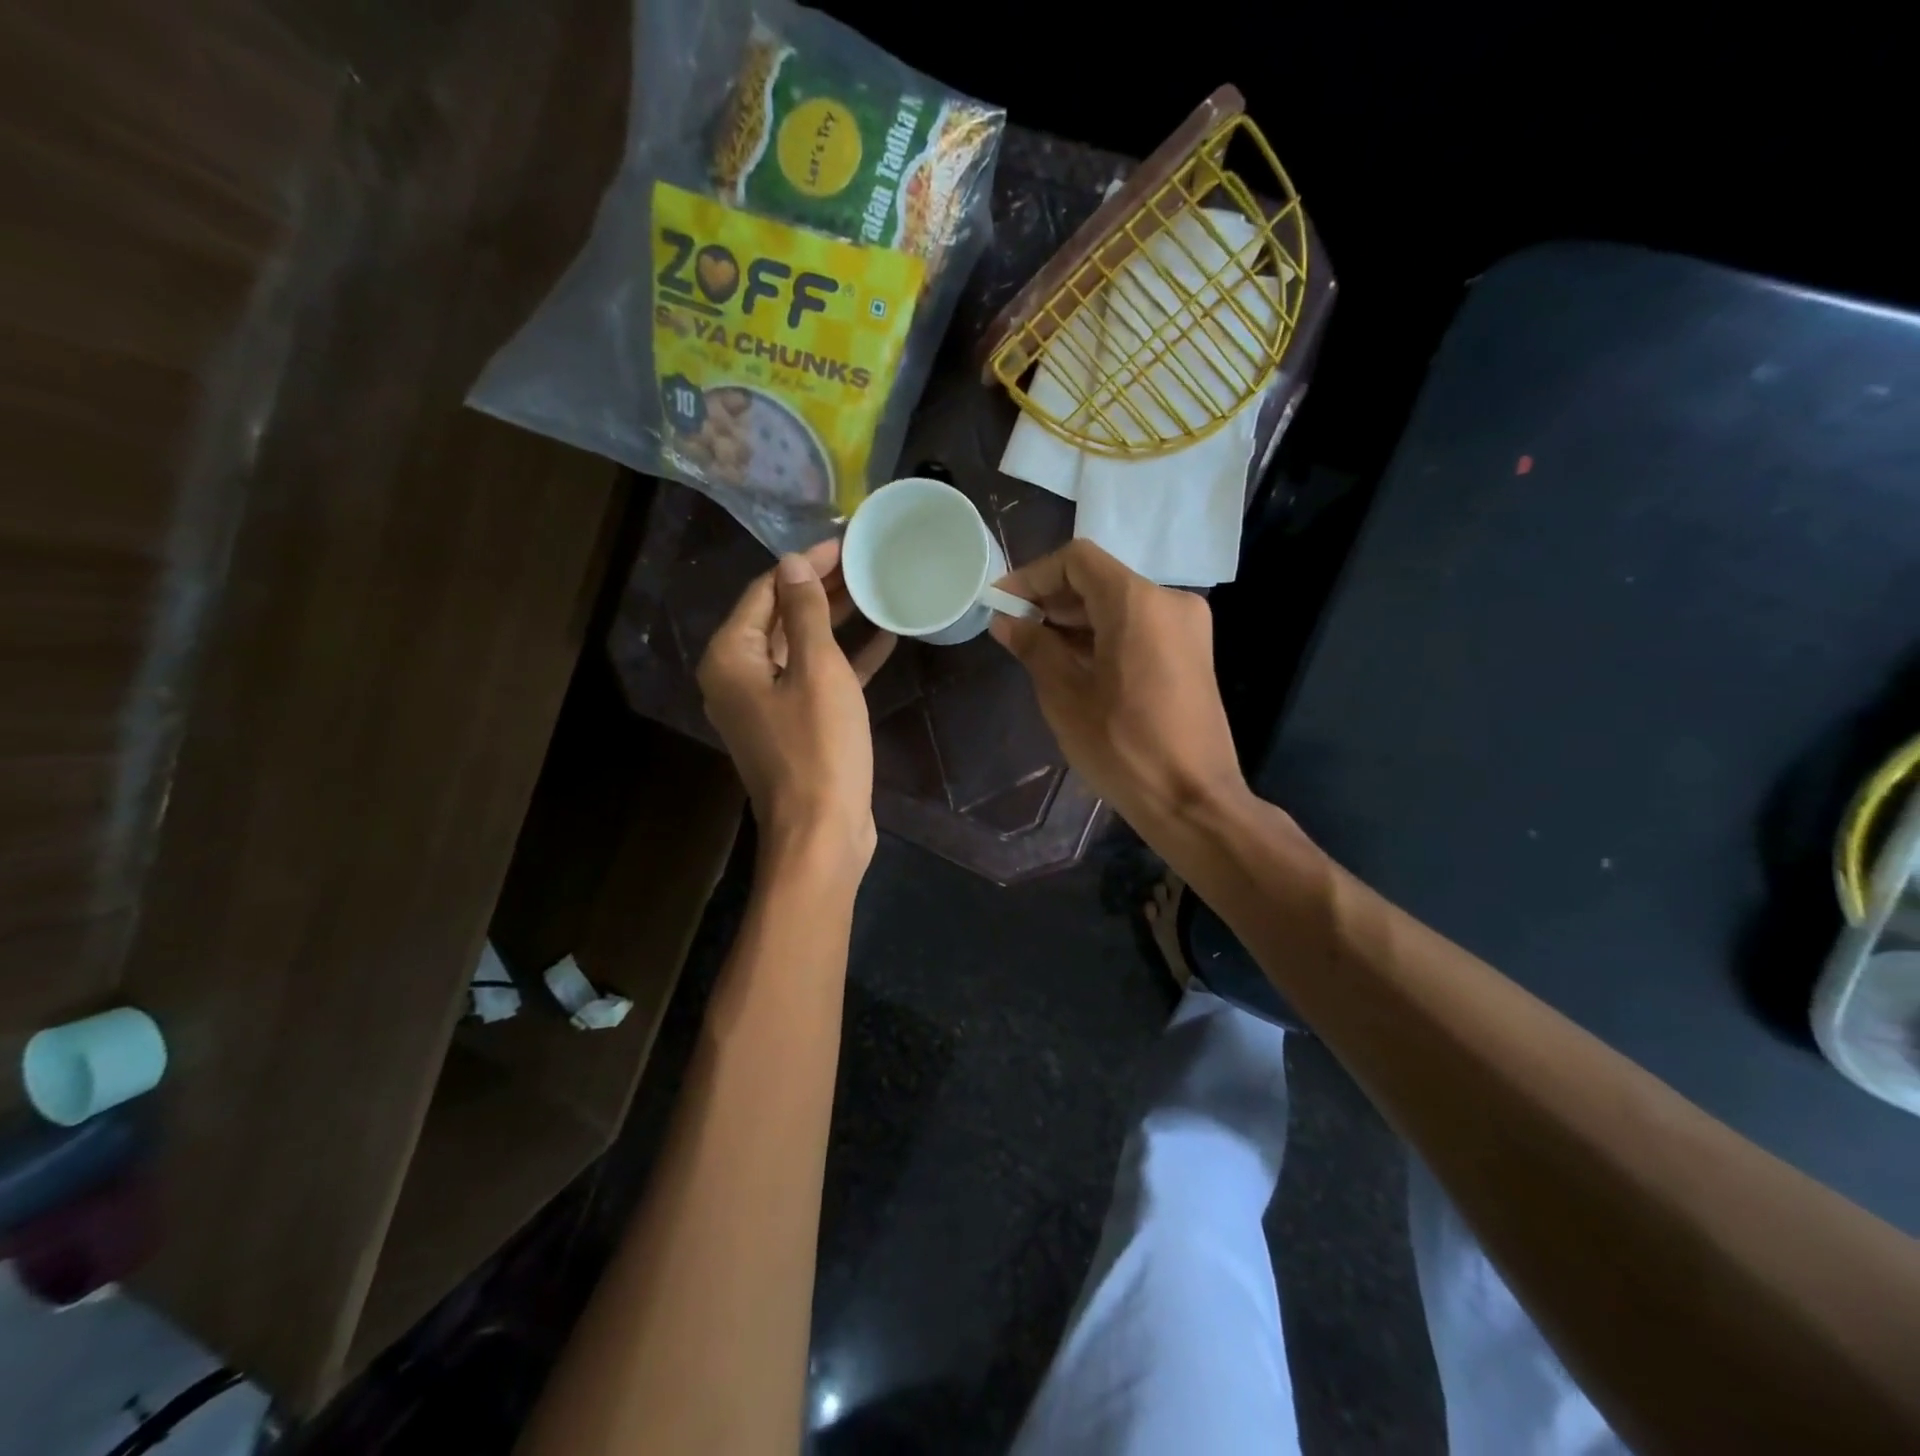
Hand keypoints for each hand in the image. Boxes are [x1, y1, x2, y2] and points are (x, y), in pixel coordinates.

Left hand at [698, 538, 895, 872]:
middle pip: (781, 617)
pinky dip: (847, 660)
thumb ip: (804, 612)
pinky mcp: (795, 725)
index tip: (847, 541)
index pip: (766, 590)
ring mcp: (767, 704)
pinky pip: (817, 679)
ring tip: (877, 589)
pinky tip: (884, 638)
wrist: (822, 833)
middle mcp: (739, 676)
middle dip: (822, 588)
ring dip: (837, 621)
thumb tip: (794, 562)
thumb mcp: (817, 670)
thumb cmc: (819, 747)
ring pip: (802, 647)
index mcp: (731, 658)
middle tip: (867, 561)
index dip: (806, 562)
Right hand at [990, 540, 1247, 832]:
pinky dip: (1103, 636)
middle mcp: (1169, 601)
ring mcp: (1186, 627)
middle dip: (1052, 600)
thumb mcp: (1066, 697)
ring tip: (1035, 650)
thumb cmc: (1123, 749)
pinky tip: (1071, 664)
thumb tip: (1006, 621)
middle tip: (1012, 631)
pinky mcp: (1190, 653)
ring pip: (1118, 604)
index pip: (1076, 561)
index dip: (1032, 576)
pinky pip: (1138, 627)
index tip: (1002, 605)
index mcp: (1138, 603)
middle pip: (1099, 580)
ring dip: (1075, 620)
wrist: (1193, 801)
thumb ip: (1034, 647)